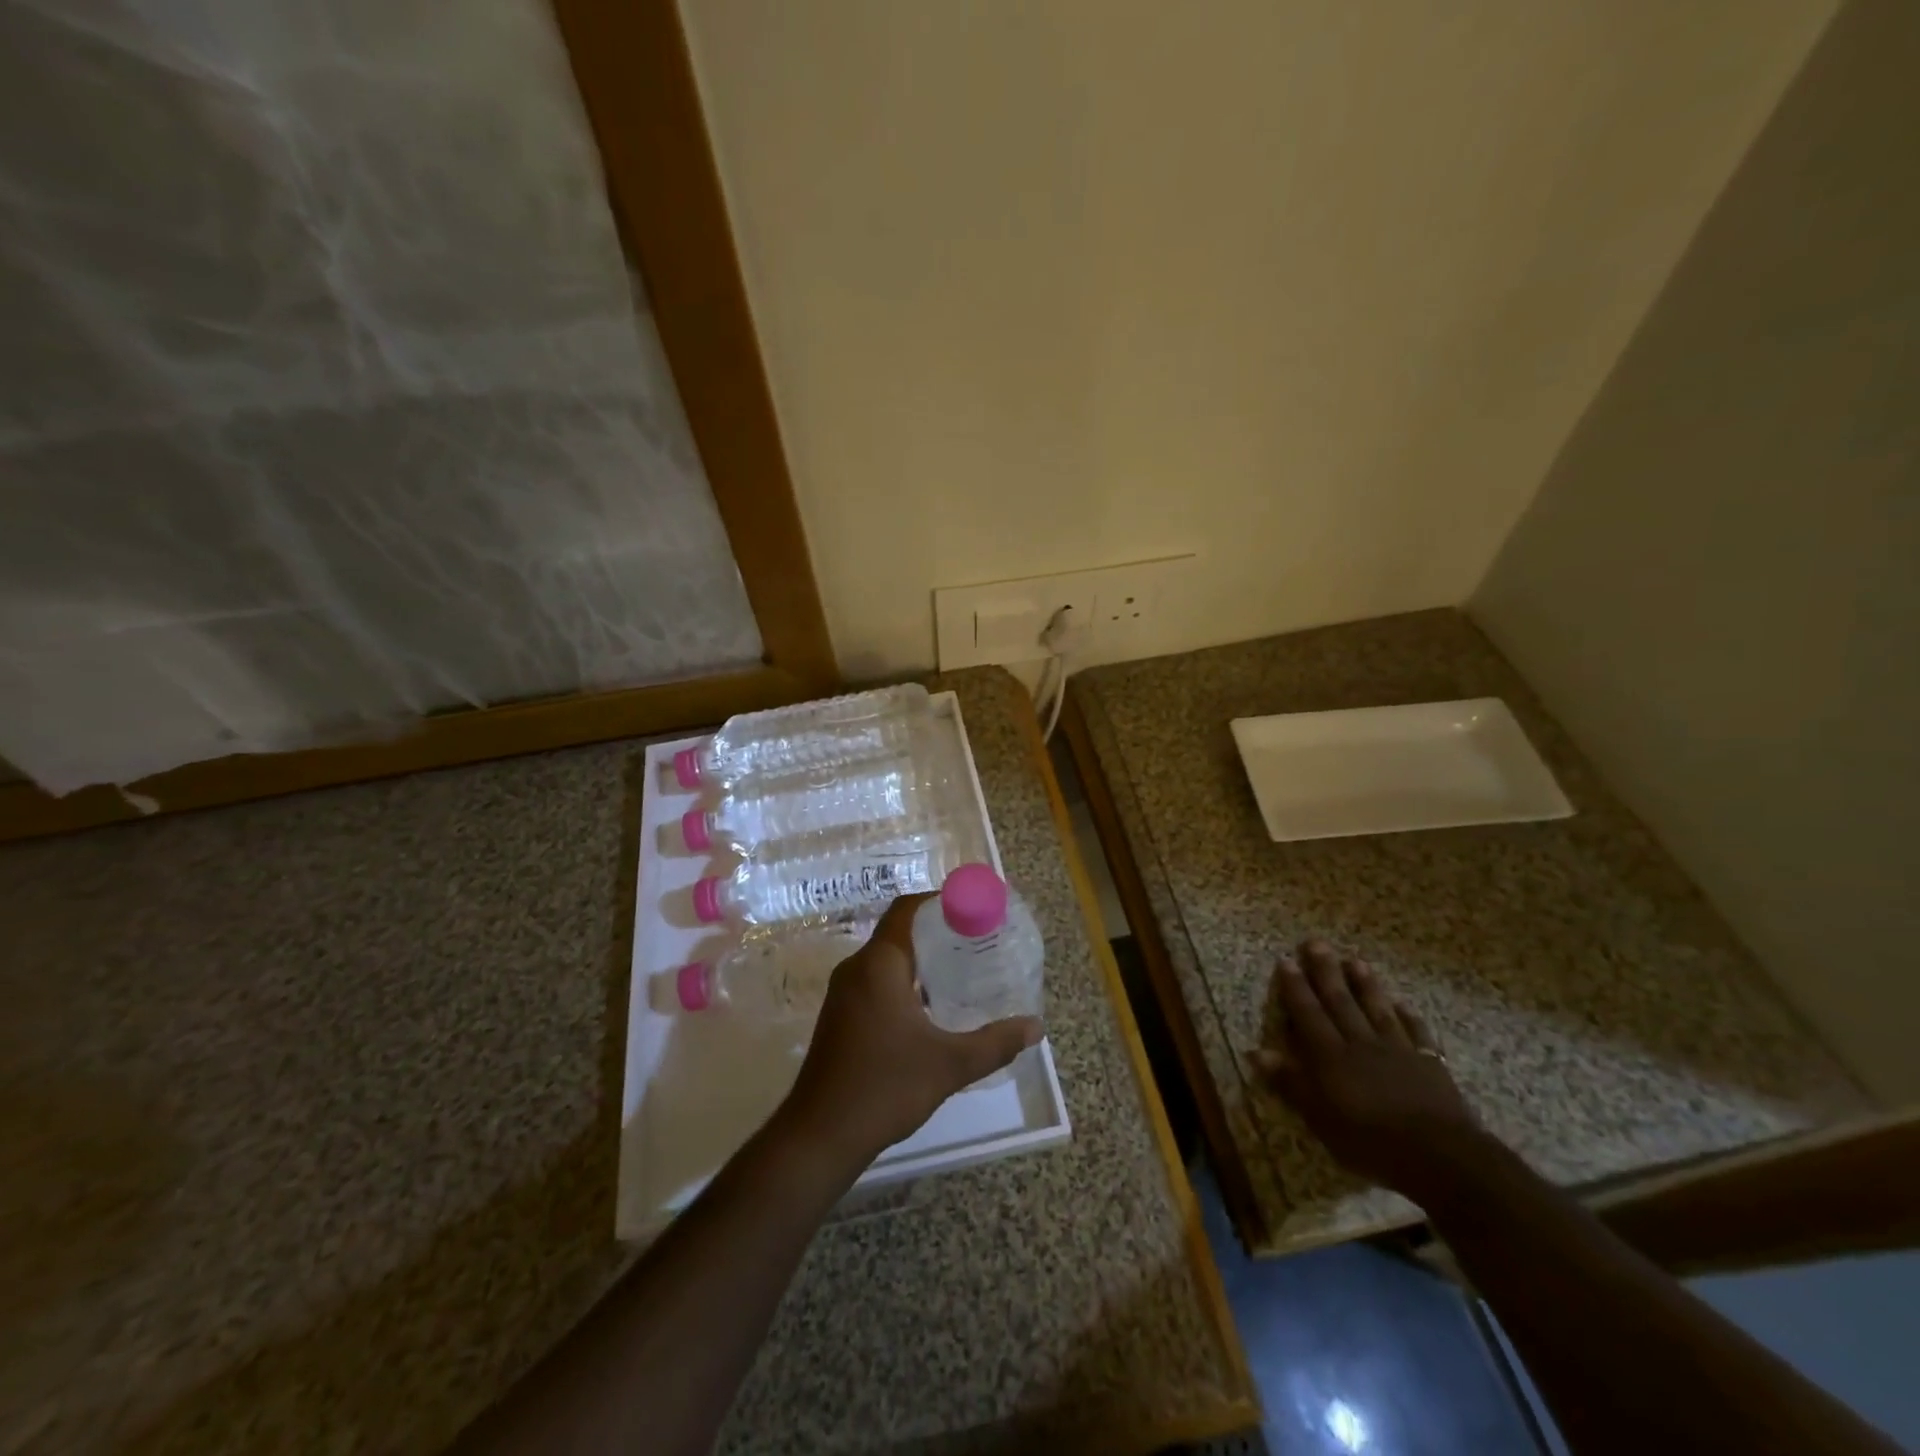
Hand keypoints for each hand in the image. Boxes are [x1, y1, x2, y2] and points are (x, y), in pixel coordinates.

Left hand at [779, 893, 1042, 1172]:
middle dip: (938, 934)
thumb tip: (1036, 1027)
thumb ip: (995, 1042)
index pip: (907, 910)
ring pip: (887, 960)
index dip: (939, 902)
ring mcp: (844, 994)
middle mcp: (856, 969)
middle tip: (977, 944)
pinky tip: (931, 1009)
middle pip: (899, 932)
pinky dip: (904, 982)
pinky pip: (876, 982)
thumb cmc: (885, 1087)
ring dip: (921, 960)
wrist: (820, 1136)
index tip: (973, 911)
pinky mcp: (840, 1016)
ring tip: (962, 973)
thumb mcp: (949, 1065)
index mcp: (878, 965)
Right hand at [1251, 940, 1490, 1205]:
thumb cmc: (1370, 1140)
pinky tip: (1402, 1004)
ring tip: (1355, 960)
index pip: (1308, 1013)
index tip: (1286, 960)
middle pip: (1340, 1001)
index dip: (1295, 987)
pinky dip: (1407, 1016)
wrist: (1440, 1155)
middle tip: (1316, 943)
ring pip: (1377, 1009)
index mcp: (1331, 1056)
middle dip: (1326, 972)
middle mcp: (1361, 1043)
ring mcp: (1397, 1050)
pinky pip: (1415, 1032)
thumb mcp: (1320, 1118)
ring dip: (1365, 984)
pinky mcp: (1429, 1063)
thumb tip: (1257, 1051)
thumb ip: (1290, 1082)